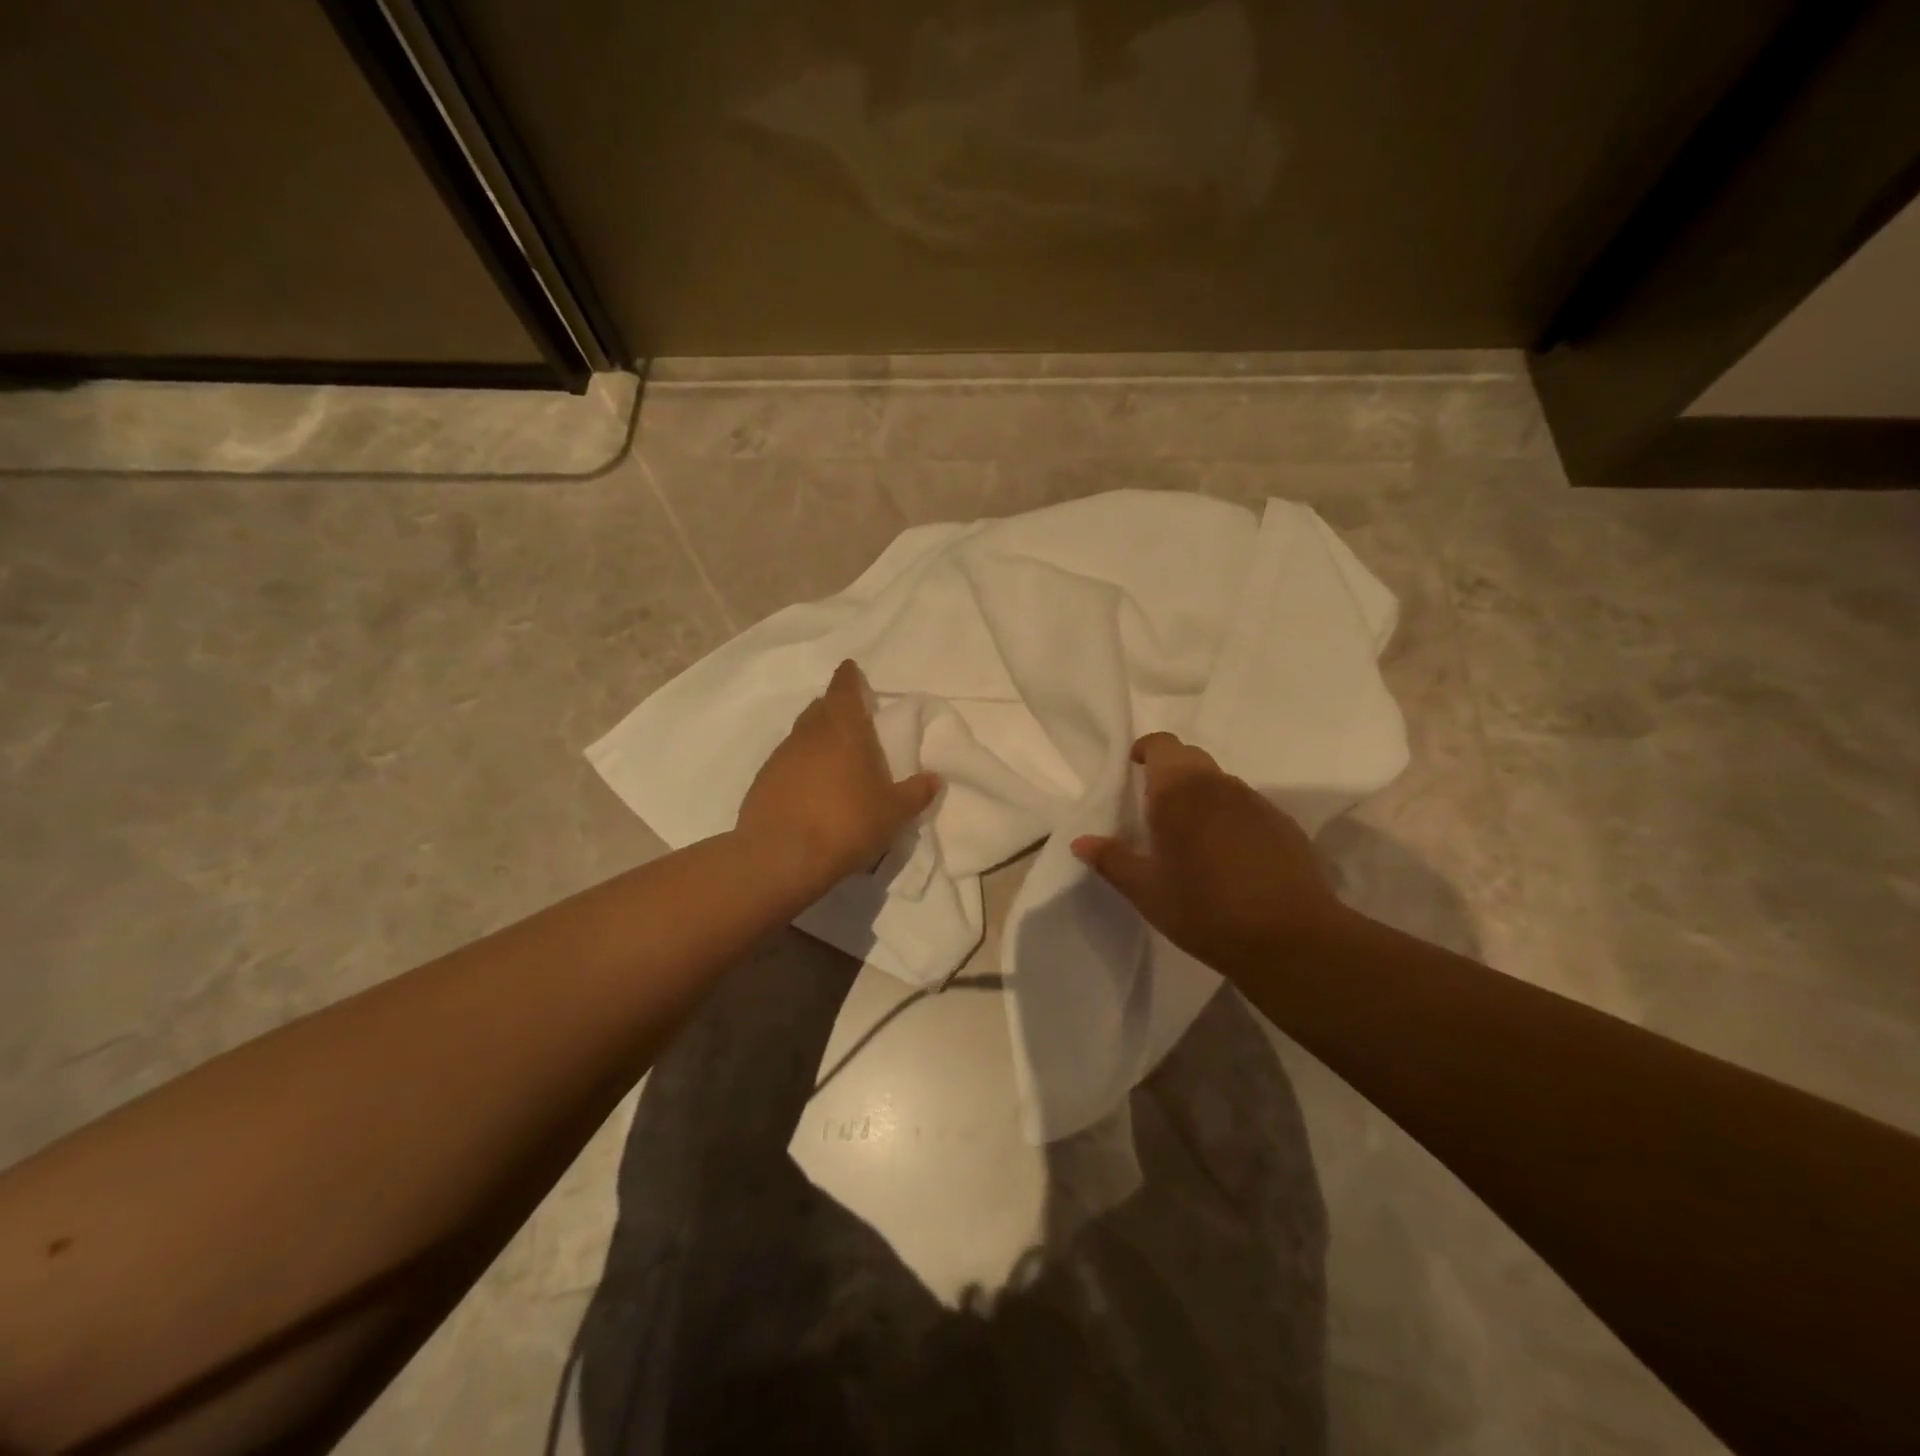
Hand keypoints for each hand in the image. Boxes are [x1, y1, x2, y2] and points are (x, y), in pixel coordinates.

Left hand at [737, 660, 939, 896]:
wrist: (781, 857)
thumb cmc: (846, 823)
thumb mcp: (893, 813)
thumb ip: (915, 793)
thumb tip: (935, 778)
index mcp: (844, 730)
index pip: (844, 690)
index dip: (849, 678)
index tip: (851, 669)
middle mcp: (809, 735)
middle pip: (820, 709)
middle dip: (834, 707)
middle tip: (849, 717)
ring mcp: (780, 757)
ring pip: (801, 735)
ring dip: (816, 738)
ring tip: (832, 755)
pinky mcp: (762, 783)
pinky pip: (786, 762)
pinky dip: (799, 765)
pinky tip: (809, 786)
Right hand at [1072, 732, 1349, 975]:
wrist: (1291, 939)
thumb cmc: (1205, 910)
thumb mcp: (1147, 891)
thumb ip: (1112, 860)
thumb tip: (1081, 842)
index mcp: (1179, 791)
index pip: (1161, 744)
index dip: (1145, 750)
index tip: (1133, 768)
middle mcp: (1219, 785)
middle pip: (1190, 759)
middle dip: (1170, 772)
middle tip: (1154, 808)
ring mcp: (1256, 802)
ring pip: (1220, 783)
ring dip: (1202, 796)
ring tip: (1192, 837)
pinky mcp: (1283, 825)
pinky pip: (1247, 808)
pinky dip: (1231, 818)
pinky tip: (1230, 857)